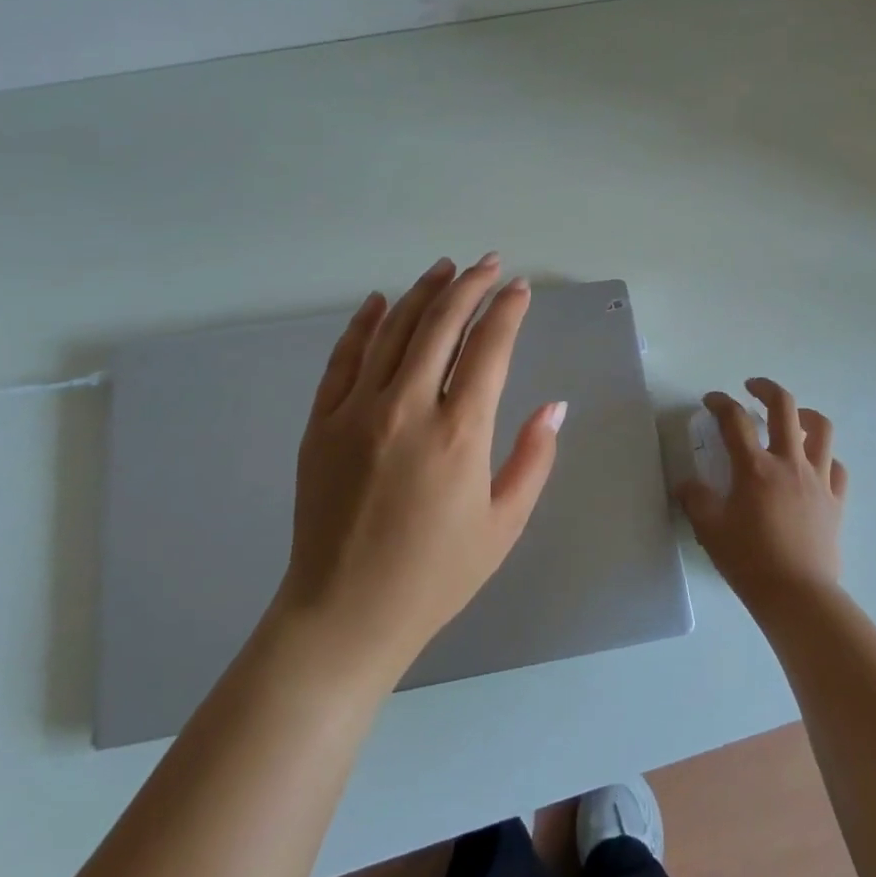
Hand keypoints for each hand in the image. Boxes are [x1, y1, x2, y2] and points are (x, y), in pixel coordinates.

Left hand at [279, 253, 566, 683]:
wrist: (346, 612)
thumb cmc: (436, 575)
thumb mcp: (504, 524)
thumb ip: (534, 459)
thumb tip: (554, 406)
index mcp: (459, 434)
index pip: (489, 348)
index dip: (507, 311)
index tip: (519, 289)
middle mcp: (407, 408)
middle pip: (441, 325)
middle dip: (469, 286)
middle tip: (488, 264)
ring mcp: (356, 412)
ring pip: (392, 331)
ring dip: (422, 293)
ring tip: (444, 269)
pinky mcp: (320, 423)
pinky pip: (343, 358)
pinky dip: (362, 324)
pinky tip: (378, 301)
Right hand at [676, 378, 846, 616]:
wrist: (797, 595)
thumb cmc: (749, 560)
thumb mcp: (709, 529)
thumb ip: (695, 499)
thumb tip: (687, 485)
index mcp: (755, 468)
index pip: (734, 420)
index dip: (720, 402)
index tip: (710, 400)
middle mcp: (789, 463)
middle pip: (784, 407)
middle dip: (766, 389)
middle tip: (752, 387)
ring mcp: (818, 479)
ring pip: (821, 429)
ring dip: (804, 415)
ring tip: (792, 419)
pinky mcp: (836, 500)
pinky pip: (836, 466)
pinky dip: (824, 458)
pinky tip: (812, 465)